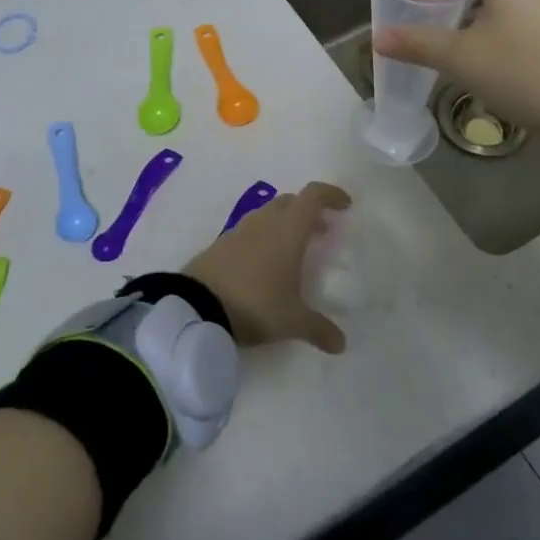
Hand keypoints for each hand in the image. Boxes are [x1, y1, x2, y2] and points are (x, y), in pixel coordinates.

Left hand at [182, 182, 350, 353]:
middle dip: (308, 212)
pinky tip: (264, 265)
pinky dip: (263, 238)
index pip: (314, 195)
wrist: (195, 306)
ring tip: (293, 250)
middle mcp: (265, 221)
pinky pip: (249, 231)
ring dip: (284, 224)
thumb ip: (319, 328)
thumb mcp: (291, 321)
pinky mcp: (219, 244)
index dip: (332, 195)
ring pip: (268, 214)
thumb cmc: (255, 303)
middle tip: (321, 232)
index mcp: (289, 229)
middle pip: (291, 202)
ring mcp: (239, 230)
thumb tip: (341, 344)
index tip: (345, 206)